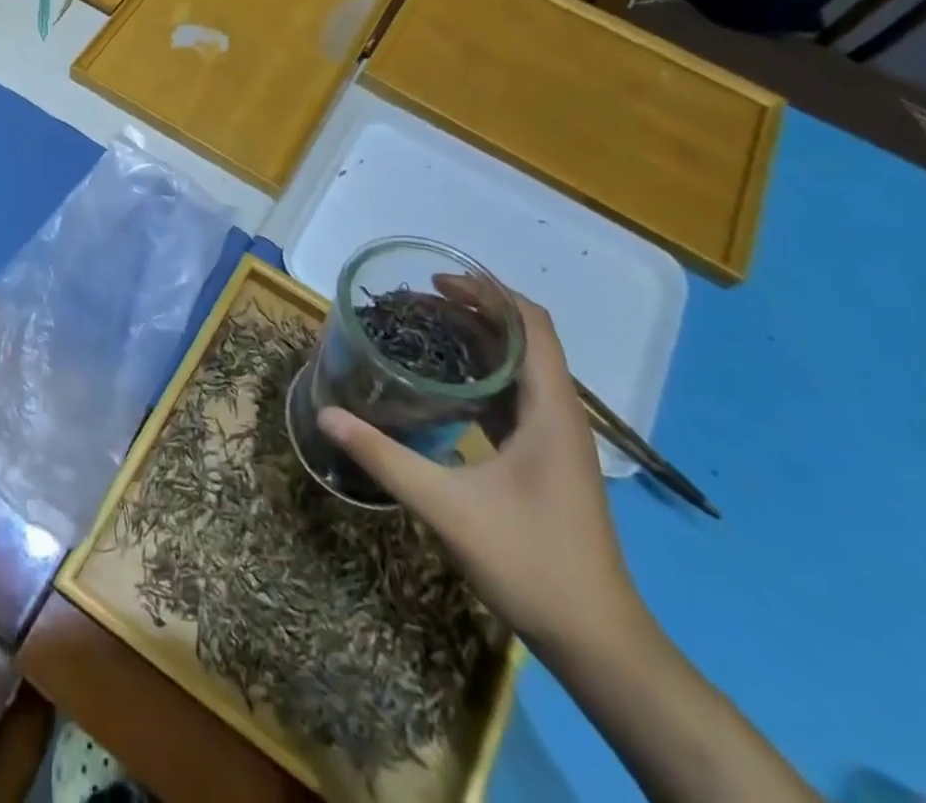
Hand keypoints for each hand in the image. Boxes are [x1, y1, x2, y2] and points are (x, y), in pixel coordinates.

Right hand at [319, 280, 645, 656]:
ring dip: (475, 343)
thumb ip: (384, 457)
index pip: (531, 324)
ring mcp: (554, 438)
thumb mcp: (447, 507)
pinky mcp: (544, 459)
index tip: (435, 282)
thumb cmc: (531, 563)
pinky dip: (479, 377)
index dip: (488, 293)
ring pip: (517, 369)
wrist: (597, 642)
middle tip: (415, 304)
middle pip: (521, 339)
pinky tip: (441, 387)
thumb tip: (328, 415)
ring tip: (421, 332)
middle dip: (472, 311)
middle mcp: (559, 413)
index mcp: (550, 410)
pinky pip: (512, 397)